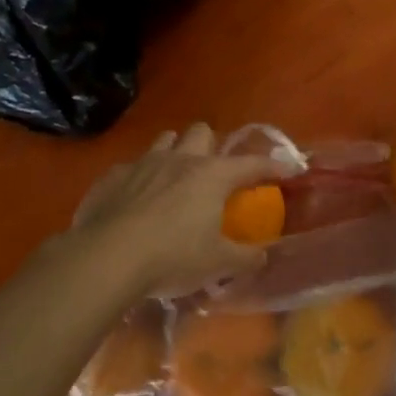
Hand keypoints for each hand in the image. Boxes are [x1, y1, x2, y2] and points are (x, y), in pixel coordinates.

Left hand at [62, 123, 291, 299]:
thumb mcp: (217, 263)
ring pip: (165, 140)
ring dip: (175, 152)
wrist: (106, 258)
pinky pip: (131, 166)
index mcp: (212, 175)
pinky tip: (136, 200)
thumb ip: (245, 258)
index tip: (289, 169)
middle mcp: (180, 159)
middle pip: (202, 132)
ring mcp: (143, 163)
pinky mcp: (112, 176)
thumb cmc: (172, 257)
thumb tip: (262, 256)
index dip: (273, 166)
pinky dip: (140, 178)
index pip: (252, 164)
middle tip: (213, 171)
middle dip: (211, 145)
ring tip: (175, 177)